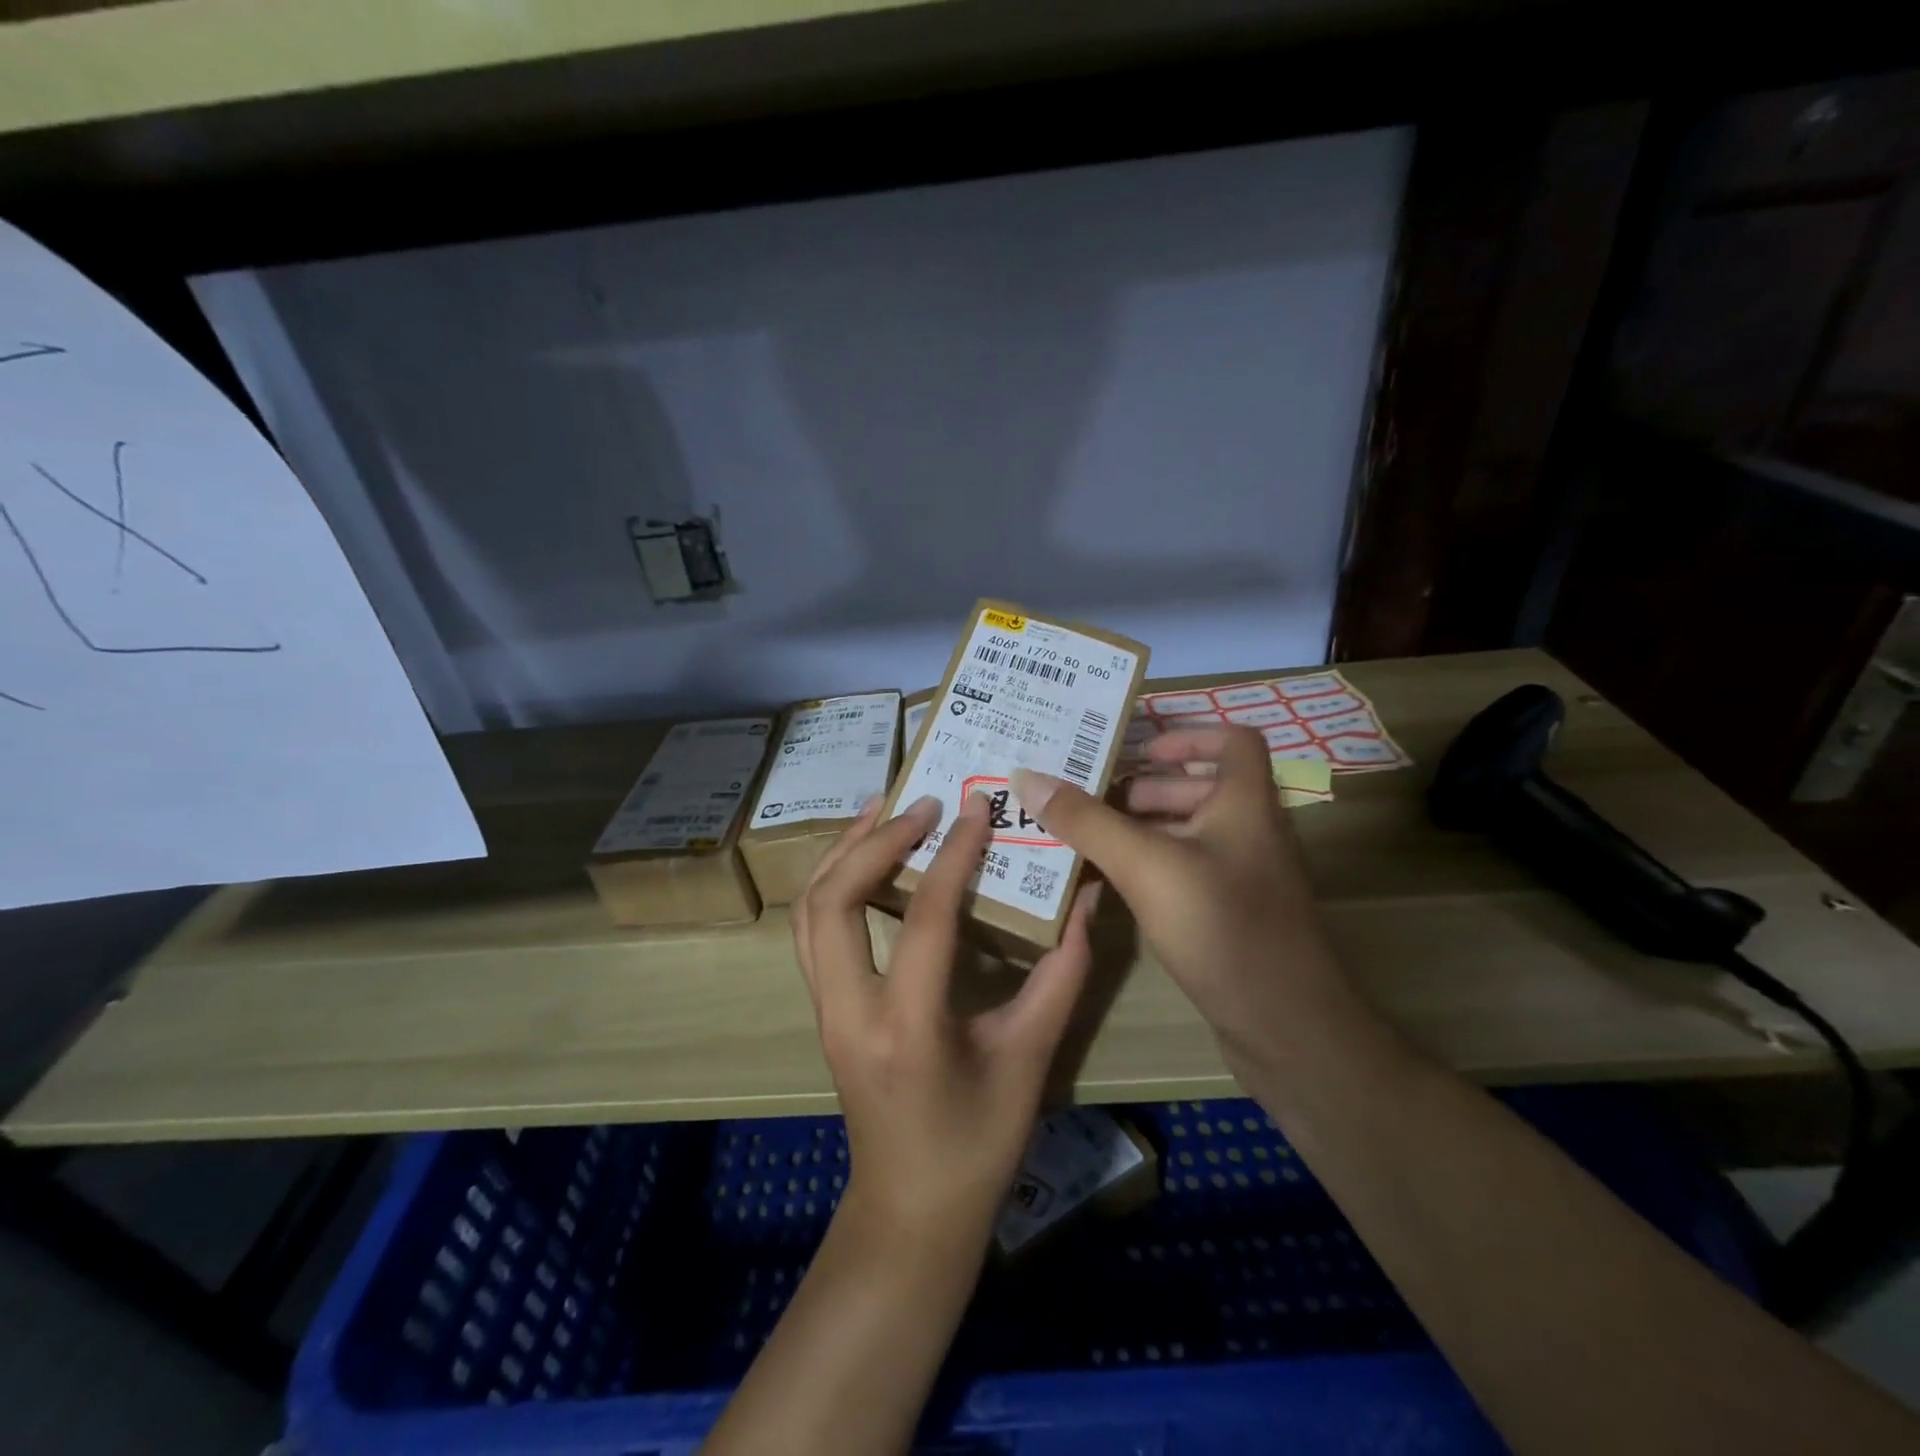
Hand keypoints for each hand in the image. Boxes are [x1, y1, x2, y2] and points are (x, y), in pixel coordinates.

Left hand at [792, 790, 1098, 1243]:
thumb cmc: (979, 1143)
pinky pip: (812, 929)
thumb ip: (1064, 973)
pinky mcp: (823, 1008)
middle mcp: (849, 1011)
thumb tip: (1088, 899)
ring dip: (842, 852)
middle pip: (835, 901)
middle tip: (923, 804)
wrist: (911, 1210)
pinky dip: (832, 880)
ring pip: (810, 910)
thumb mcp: (1031, 1058)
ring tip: (882, 809)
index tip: (978, 808)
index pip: (925, 919)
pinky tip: (862, 857)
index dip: (954, 856)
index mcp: (908, 1028)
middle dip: (875, 841)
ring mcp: (825, 1010)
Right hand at [1012, 727, 1345, 1066]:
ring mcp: (1245, 876)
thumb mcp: (1146, 866)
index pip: (1233, 741)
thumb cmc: (1222, 927)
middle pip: (1202, 786)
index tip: (1137, 749)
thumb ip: (1087, 821)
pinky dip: (1154, 865)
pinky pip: (1190, 870)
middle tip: (1091, 794)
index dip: (1187, 735)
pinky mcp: (1235, 915)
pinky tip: (1114, 882)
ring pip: (1193, 831)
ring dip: (1145, 826)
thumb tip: (1028, 777)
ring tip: (1090, 835)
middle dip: (1146, 786)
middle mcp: (1251, 831)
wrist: (1287, 1028)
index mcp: (1245, 803)